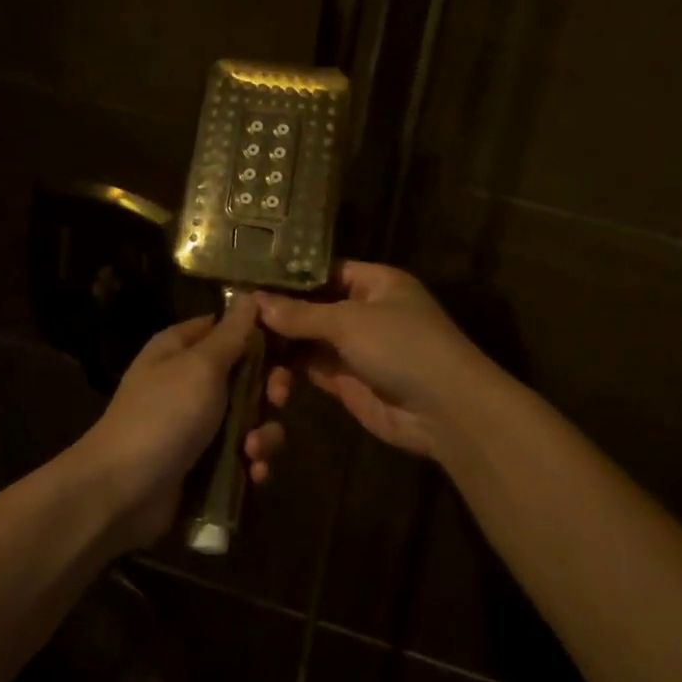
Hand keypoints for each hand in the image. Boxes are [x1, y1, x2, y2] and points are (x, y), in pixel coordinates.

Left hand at [72, 298, 290, 548]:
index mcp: (182, 349)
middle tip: (277, 400)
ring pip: (252, 420)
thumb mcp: (201, 367)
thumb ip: (231, 335)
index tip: (290, 346)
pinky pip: (243, 455)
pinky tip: (252, 473)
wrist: (123, 493)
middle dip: (270, 391)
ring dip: (263, 435)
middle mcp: (191, 382)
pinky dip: (252, 463)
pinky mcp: (207, 463)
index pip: (229, 329)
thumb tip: (249, 296)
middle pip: (249, 376)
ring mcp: (199, 425)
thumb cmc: (163, 417)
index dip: (261, 336)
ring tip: (253, 451)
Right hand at [256, 262, 493, 460]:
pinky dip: (290, 372)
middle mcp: (365, 312)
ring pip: (310, 341)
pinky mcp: (349, 383)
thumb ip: (301, 313)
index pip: (325, 271)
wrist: (444, 410)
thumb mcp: (349, 321)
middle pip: (313, 308)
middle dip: (280, 316)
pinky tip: (263, 373)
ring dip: (282, 347)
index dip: (289, 278)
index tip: (248, 282)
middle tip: (236, 321)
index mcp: (376, 283)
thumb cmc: (402, 346)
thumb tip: (255, 301)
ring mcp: (357, 349)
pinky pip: (313, 370)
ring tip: (245, 350)